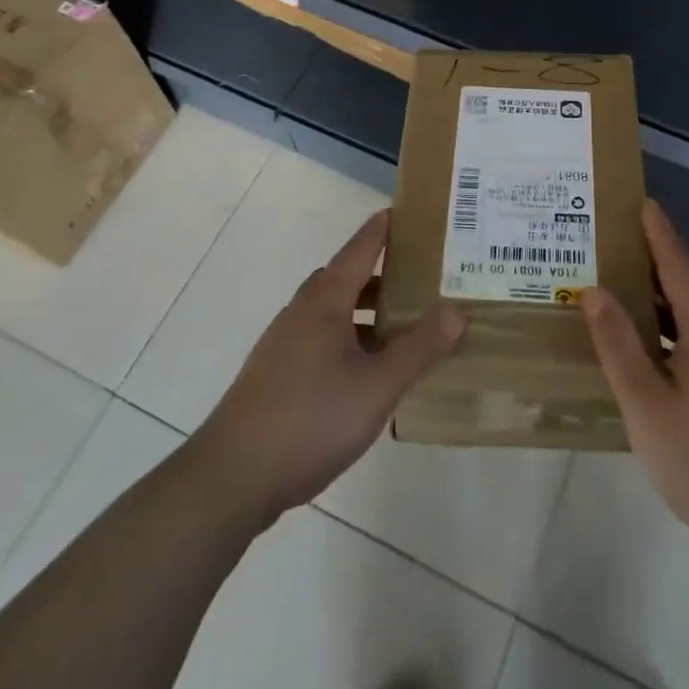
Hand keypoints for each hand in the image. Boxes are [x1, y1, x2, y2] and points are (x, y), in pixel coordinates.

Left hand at [192, 210, 464, 526]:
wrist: (232, 477)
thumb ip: (419, 348)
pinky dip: (352, 339)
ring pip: (335, 312)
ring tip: (405, 329)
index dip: (385, 228)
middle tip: (423, 278)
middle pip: (347, 278)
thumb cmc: (310, 419)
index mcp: (325, 301)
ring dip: (368, 312)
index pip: (360, 248)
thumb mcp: (377, 385)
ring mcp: (285, 344)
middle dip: (383, 273)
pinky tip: (369, 373)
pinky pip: (324, 340)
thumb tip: (456, 310)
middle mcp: (303, 312)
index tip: (411, 212)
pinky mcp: (278, 375)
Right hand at [583, 200, 688, 575]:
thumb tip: (594, 291)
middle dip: (649, 263)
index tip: (640, 200)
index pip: (678, 263)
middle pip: (686, 286)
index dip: (657, 231)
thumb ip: (617, 343)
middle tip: (608, 245)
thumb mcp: (645, 404)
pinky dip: (671, 330)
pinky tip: (647, 344)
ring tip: (617, 289)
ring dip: (657, 301)